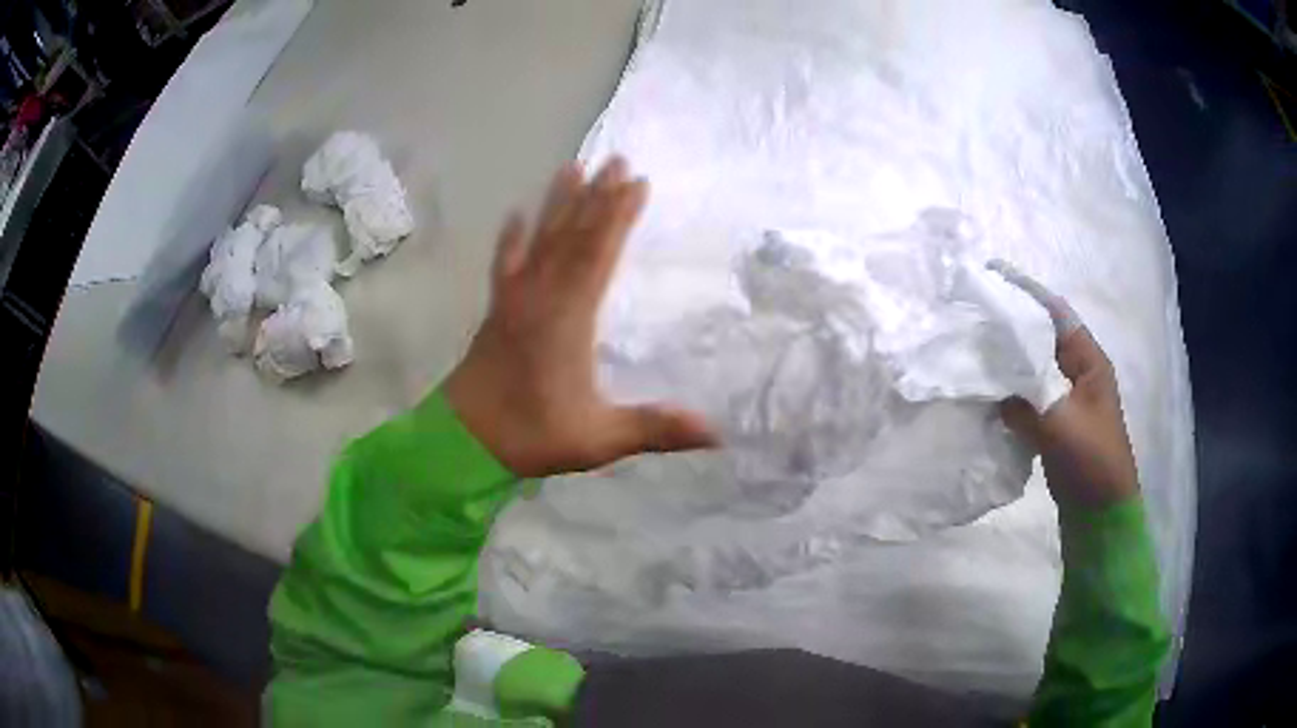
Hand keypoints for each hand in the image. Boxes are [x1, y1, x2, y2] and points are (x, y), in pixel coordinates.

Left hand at [442, 158, 717, 477]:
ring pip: (540, 240)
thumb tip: (716, 432)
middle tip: (615, 159)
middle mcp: (540, 296)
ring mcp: (514, 300)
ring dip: (558, 204)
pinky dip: (511, 238)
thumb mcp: (598, 440)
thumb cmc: (531, 435)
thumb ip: (655, 429)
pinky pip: (505, 264)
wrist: (462, 440)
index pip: (599, 253)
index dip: (618, 216)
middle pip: (572, 235)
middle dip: (596, 196)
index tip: (637, 182)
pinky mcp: (497, 311)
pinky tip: (515, 216)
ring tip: (572, 167)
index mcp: (568, 318)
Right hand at [994, 263, 1139, 509]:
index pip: (1056, 314)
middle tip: (976, 317)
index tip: (994, 278)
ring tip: (976, 350)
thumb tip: (995, 393)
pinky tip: (988, 393)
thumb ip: (1025, 404)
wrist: (1100, 510)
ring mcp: (1067, 399)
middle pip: (1043, 339)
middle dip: (1013, 327)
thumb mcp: (1059, 427)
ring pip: (1034, 369)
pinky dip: (1011, 393)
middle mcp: (1078, 372)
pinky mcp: (1056, 423)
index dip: (1028, 294)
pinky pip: (1030, 397)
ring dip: (1010, 362)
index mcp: (1088, 361)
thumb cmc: (1091, 459)